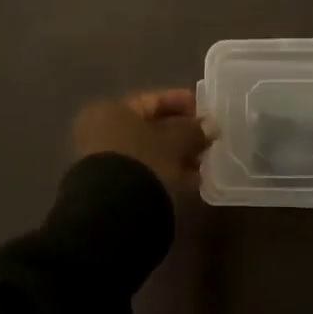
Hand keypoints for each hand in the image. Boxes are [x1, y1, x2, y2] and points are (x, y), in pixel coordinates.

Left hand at [71, 89, 210, 191]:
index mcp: (110, 110)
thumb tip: (211, 126)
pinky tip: (191, 180)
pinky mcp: (112, 188)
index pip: (152, 100)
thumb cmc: (144, 161)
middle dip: (182, 133)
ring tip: (203, 163)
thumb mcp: (175, 141)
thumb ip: (194, 130)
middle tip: (208, 139)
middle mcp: (101, 132)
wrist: (113, 213)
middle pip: (150, 127)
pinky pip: (145, 171)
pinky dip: (166, 172)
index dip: (181, 102)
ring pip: (149, 152)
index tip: (205, 110)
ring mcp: (104, 161)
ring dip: (177, 155)